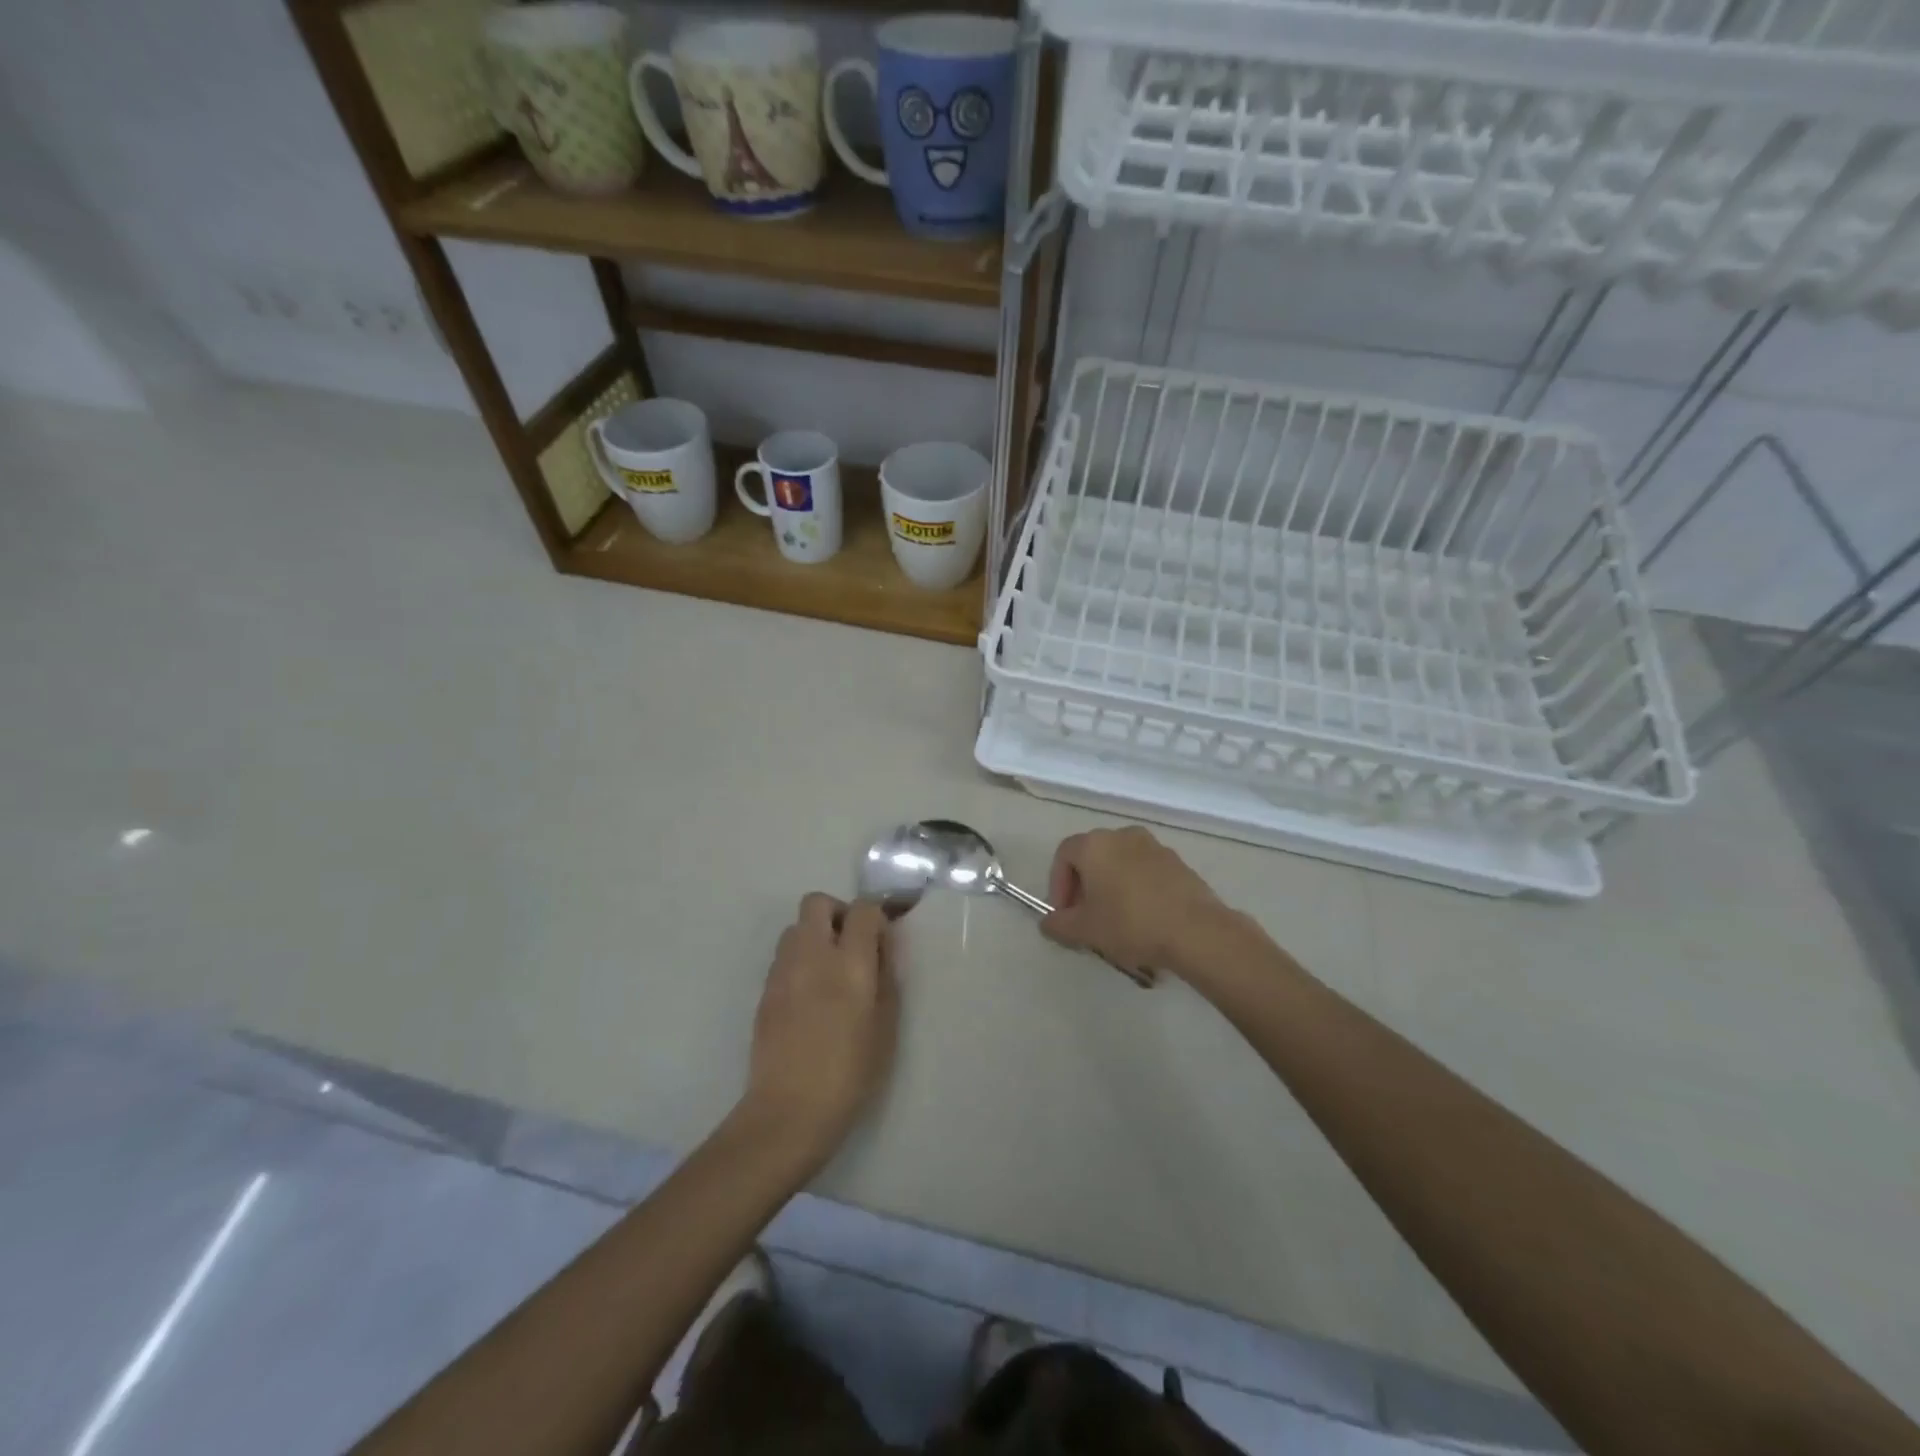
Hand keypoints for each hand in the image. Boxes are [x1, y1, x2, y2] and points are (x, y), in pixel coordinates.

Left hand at [740, 894, 897, 1168]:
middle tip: (852, 945)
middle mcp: (812, 955)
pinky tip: (810, 995)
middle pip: (817, 902)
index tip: (883, 940)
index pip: (862, 910)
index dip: (876, 917)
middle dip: (837, 913)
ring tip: (829, 970)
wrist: (789, 1111)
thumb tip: (884, 946)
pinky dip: (799, 960)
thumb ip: (886, 976)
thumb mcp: (886, 1026)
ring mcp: (782, 971)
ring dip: (814, 935)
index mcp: (849, 963)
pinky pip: (783, 956)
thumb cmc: (850, 1072)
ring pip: (795, 927)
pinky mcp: (764, 991)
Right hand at [1042, 827, 1235, 978]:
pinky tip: (1143, 918)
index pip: (1064, 855)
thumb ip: (1059, 925)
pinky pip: (1146, 871)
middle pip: (1093, 856)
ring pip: (1121, 863)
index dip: (1058, 884)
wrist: (1196, 931)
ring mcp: (1154, 846)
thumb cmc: (1131, 924)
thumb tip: (1047, 923)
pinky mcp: (1178, 862)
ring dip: (1111, 886)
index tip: (1064, 913)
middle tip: (1085, 917)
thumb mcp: (1085, 930)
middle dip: (1084, 886)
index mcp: (1095, 844)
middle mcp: (1123, 835)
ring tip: (1115, 920)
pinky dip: (1137, 888)